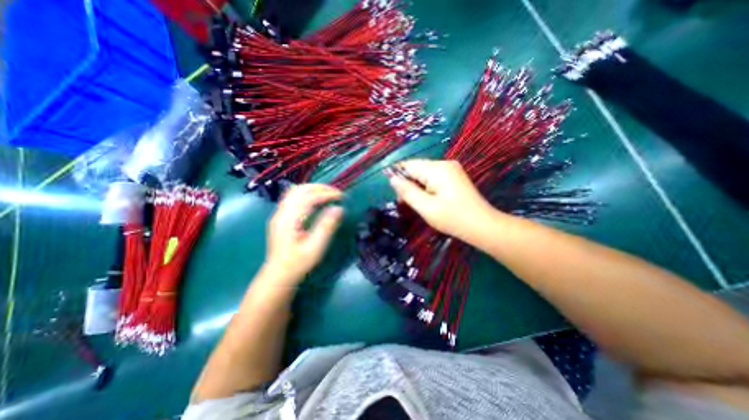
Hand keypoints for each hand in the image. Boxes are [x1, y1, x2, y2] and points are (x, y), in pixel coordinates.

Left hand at [261, 183, 343, 285]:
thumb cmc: (298, 263)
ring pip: (295, 191)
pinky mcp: (281, 216)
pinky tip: (316, 200)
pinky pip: (293, 197)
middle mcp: (281, 213)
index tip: (341, 196)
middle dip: (320, 188)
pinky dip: (307, 194)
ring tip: (328, 194)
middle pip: (299, 190)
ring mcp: (279, 213)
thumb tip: (339, 209)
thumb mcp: (315, 248)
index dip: (326, 194)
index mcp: (288, 220)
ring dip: (313, 189)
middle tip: (336, 193)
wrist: (278, 274)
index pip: (308, 198)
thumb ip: (326, 227)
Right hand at [387, 159, 495, 241]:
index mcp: (437, 169)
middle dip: (408, 184)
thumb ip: (407, 191)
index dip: (398, 177)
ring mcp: (451, 169)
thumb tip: (392, 178)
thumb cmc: (453, 218)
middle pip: (417, 169)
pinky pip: (433, 178)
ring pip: (424, 174)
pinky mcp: (454, 176)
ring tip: (418, 204)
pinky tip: (428, 200)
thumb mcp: (426, 207)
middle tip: (406, 203)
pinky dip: (426, 188)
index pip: (409, 165)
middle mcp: (445, 164)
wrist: (483, 226)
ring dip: (417, 187)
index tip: (396, 194)